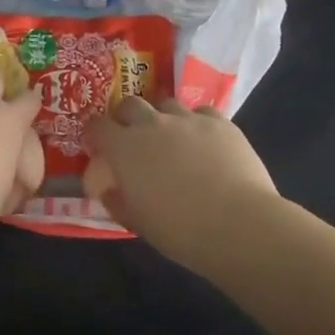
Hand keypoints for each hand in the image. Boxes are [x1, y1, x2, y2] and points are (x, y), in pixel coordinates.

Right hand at [84, 97, 279, 267]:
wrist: (238, 225)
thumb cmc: (180, 231)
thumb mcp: (138, 223)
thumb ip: (117, 201)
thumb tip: (108, 190)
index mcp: (125, 148)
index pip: (97, 125)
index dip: (95, 133)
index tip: (98, 145)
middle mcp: (152, 124)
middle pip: (130, 104)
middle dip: (127, 116)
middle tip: (133, 136)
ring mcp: (187, 119)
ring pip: (167, 103)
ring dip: (163, 117)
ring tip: (173, 137)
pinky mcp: (219, 122)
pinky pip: (201, 113)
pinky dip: (197, 123)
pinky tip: (205, 141)